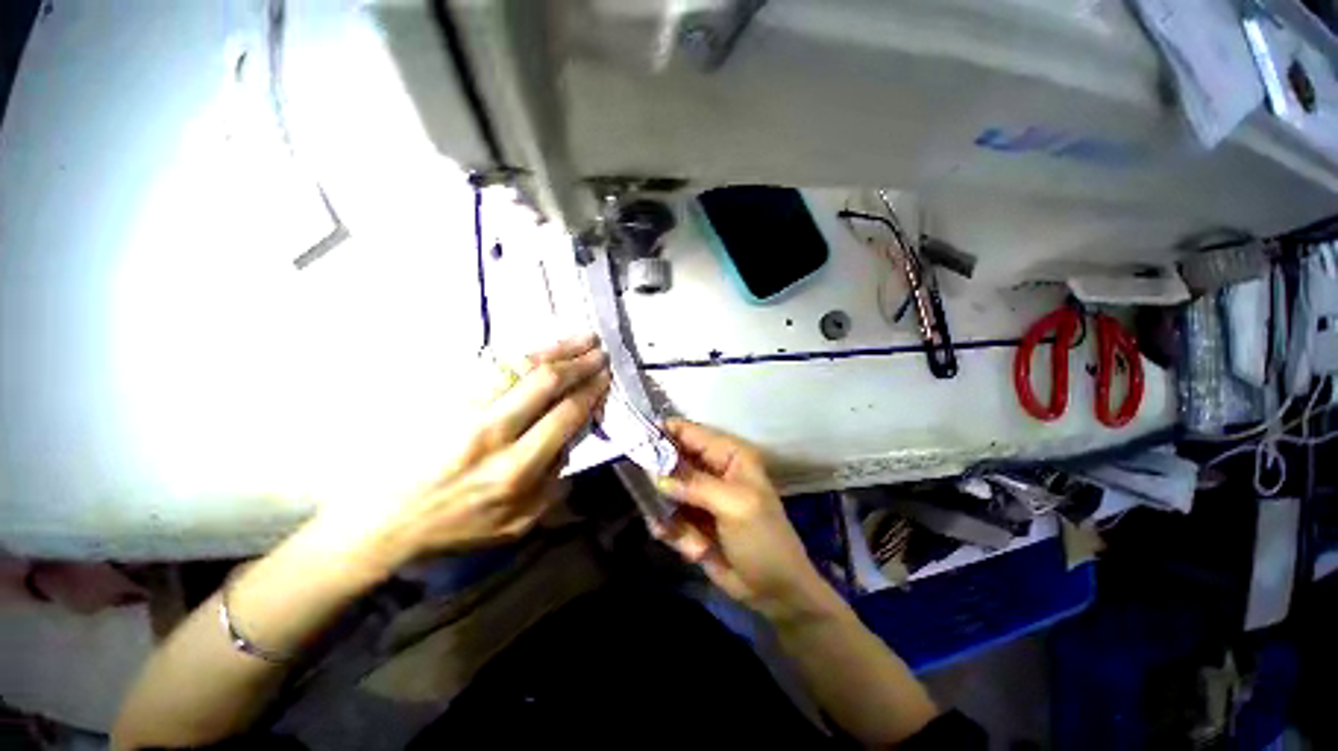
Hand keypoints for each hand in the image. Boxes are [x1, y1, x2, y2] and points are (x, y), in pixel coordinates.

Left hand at [318, 335, 611, 571]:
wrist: (387, 521)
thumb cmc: (458, 527)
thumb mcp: (518, 522)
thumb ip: (553, 484)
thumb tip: (569, 441)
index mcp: (517, 468)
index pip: (566, 415)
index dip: (591, 392)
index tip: (605, 378)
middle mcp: (494, 433)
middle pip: (546, 383)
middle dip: (580, 363)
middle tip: (600, 351)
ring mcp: (466, 411)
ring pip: (519, 367)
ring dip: (556, 349)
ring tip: (582, 338)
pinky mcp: (447, 400)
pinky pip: (492, 367)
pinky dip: (523, 353)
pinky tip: (542, 346)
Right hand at [652, 419, 834, 621]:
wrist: (775, 592)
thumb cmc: (763, 539)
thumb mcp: (736, 506)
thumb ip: (696, 486)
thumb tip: (657, 476)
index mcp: (729, 455)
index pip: (689, 432)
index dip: (662, 433)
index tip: (635, 444)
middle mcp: (711, 469)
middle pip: (670, 460)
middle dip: (660, 481)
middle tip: (653, 498)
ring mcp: (699, 495)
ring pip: (664, 491)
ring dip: (670, 516)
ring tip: (686, 536)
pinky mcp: (691, 519)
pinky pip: (667, 516)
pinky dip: (674, 532)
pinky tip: (693, 549)